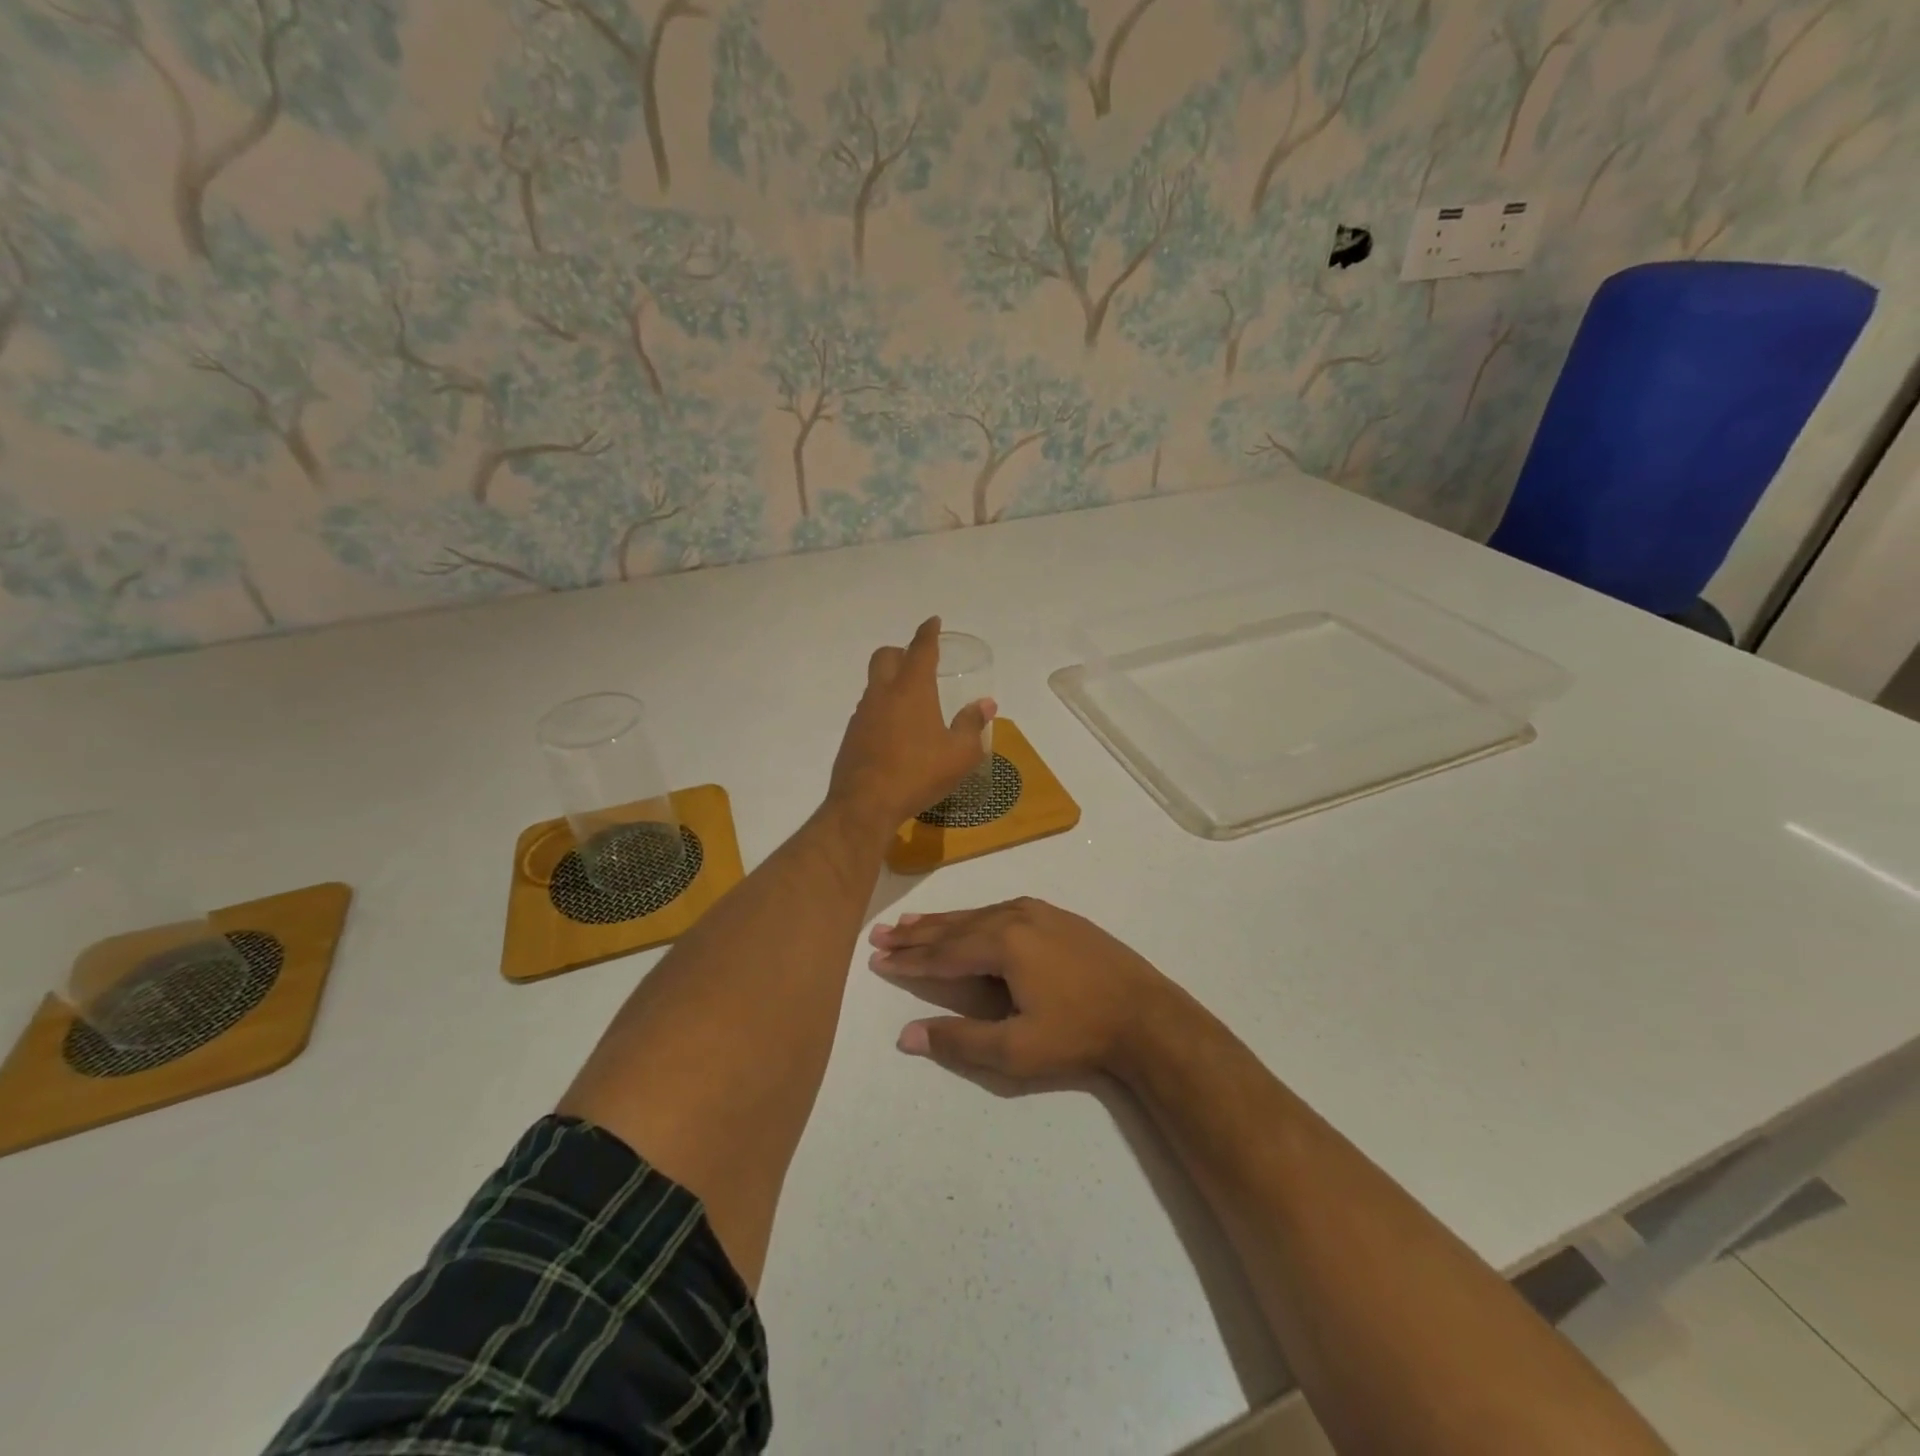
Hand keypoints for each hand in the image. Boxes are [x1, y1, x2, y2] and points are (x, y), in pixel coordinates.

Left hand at [828, 616, 995, 834]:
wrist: (865, 804)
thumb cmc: (918, 774)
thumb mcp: (959, 754)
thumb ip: (972, 725)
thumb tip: (985, 704)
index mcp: (912, 689)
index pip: (921, 649)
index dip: (928, 633)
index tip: (933, 622)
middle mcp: (883, 693)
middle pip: (886, 656)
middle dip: (902, 652)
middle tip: (919, 662)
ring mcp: (863, 714)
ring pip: (875, 684)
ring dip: (891, 682)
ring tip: (913, 702)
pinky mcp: (851, 736)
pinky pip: (869, 710)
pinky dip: (883, 709)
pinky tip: (896, 732)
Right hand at [868, 897, 1189, 1080]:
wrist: (1146, 1014)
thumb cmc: (1079, 1034)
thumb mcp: (1017, 1049)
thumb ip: (959, 1040)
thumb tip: (906, 1035)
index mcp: (1004, 943)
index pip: (943, 952)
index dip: (909, 959)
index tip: (877, 957)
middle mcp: (1016, 916)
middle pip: (955, 926)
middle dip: (917, 933)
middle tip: (881, 933)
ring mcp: (1039, 911)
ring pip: (977, 915)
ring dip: (942, 922)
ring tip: (910, 922)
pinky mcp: (1056, 915)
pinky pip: (1001, 911)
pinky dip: (973, 918)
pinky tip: (966, 920)